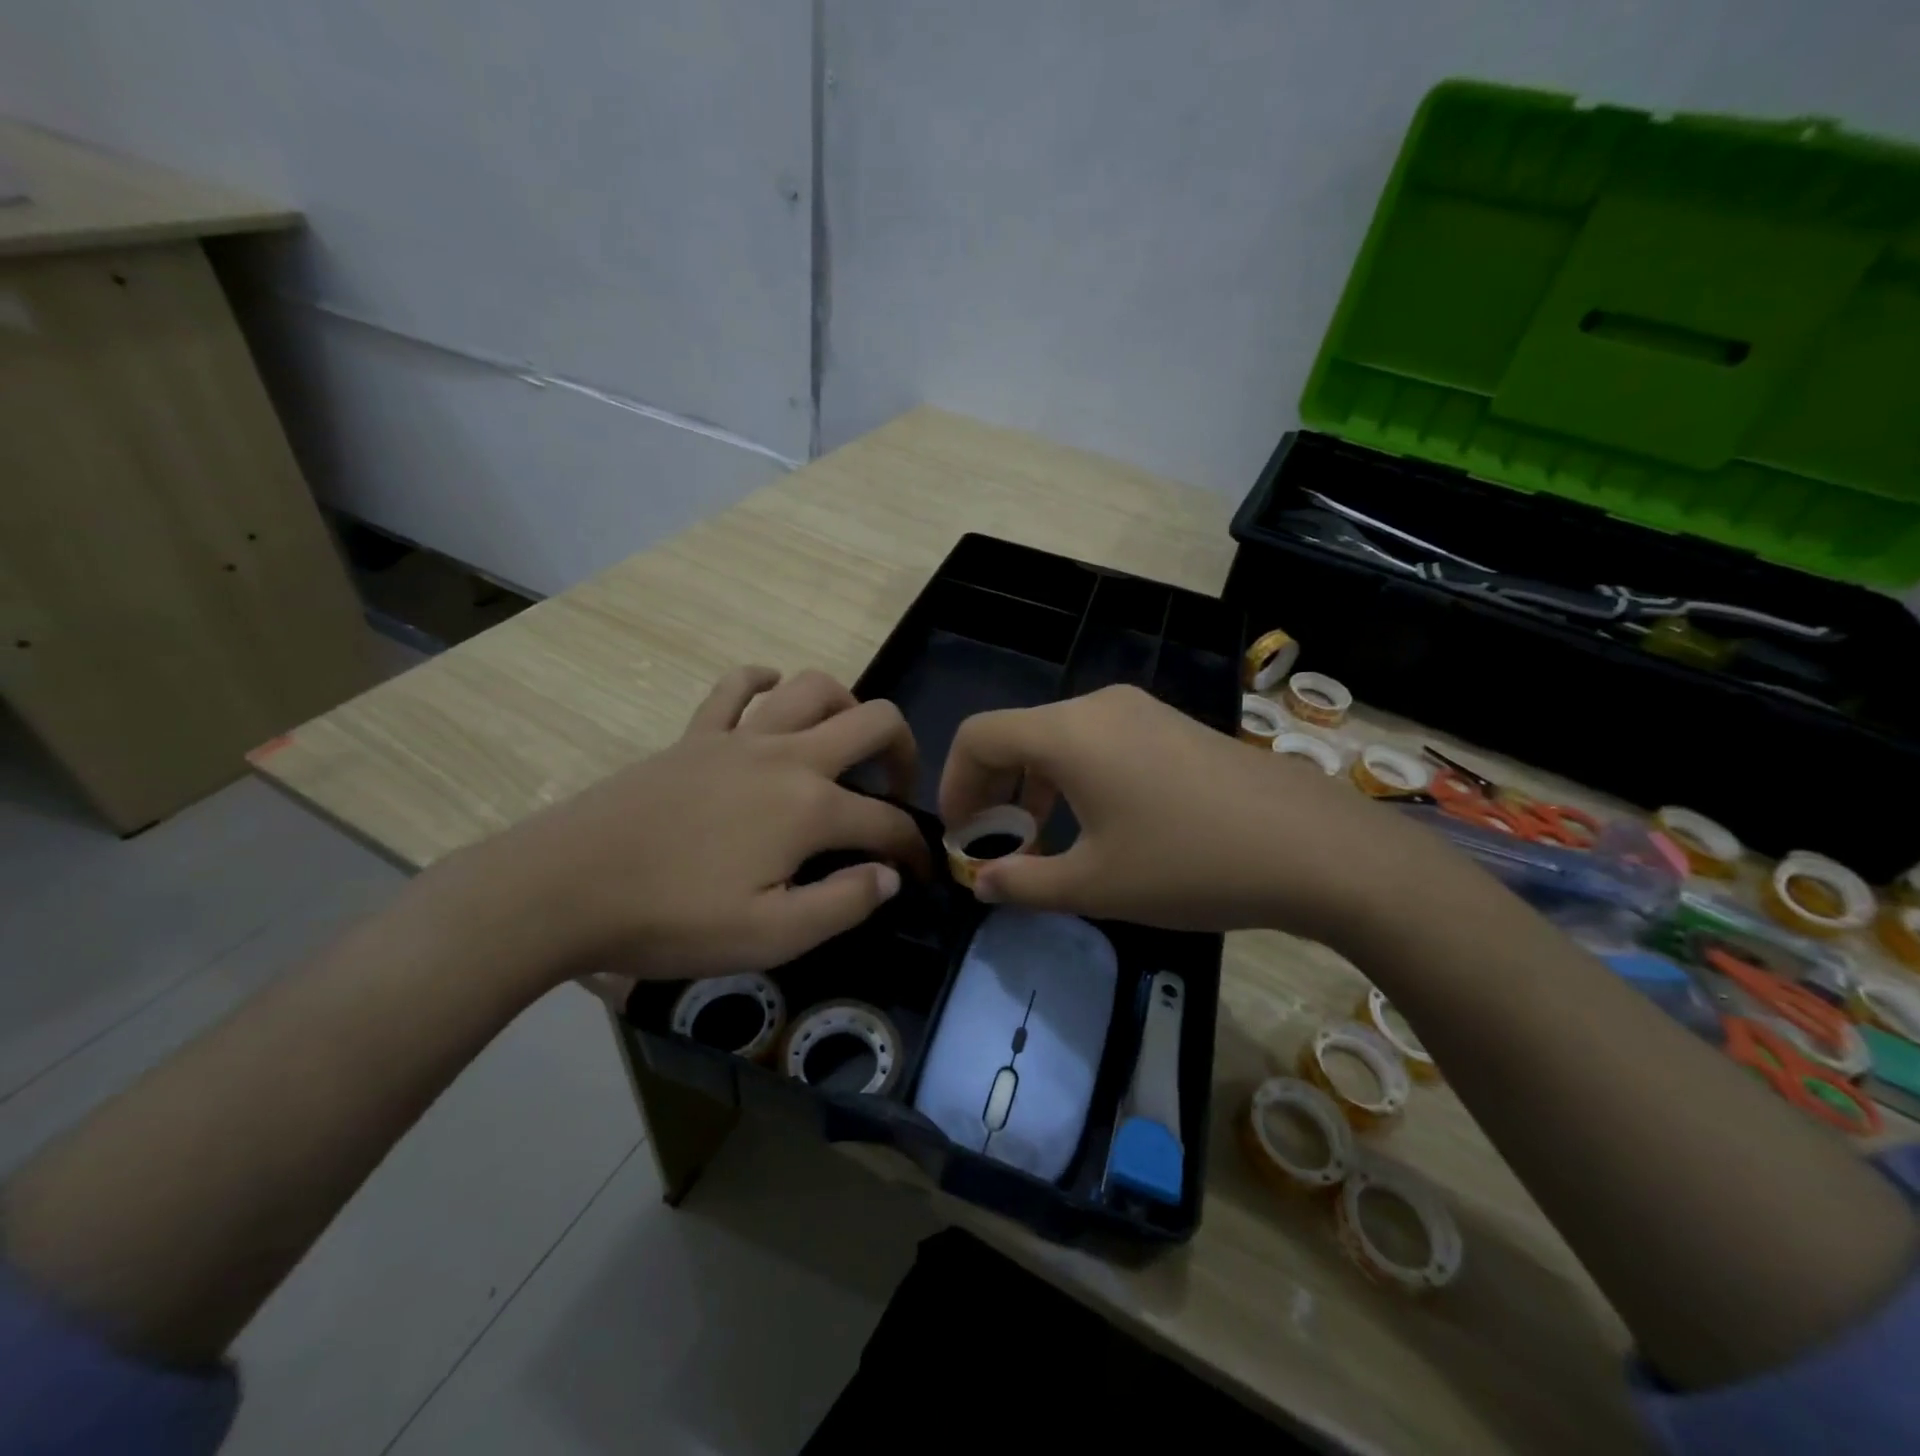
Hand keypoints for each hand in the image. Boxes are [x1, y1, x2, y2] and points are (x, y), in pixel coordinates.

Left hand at [452, 667, 927, 991]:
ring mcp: (738, 737)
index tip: (918, 875)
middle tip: (895, 791)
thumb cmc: (671, 918)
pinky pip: (736, 687)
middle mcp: (787, 756)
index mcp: (810, 808)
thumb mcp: (770, 937)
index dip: (913, 849)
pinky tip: (772, 698)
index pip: (887, 822)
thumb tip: (889, 876)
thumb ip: (843, 904)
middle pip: (873, 722)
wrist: (563, 887)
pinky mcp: (694, 735)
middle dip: (903, 752)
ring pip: (813, 687)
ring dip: (846, 706)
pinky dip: (764, 683)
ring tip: (844, 746)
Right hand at [938, 685, 1424, 941]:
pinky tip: (1099, 825)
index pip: (978, 736)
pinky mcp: (1174, 727)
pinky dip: (1075, 777)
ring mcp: (1142, 711)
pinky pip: (1100, 742)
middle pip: (1017, 734)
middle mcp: (1099, 706)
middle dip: (993, 788)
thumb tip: (980, 884)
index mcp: (1068, 732)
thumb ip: (1024, 884)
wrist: (1316, 848)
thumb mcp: (1095, 885)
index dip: (954, 784)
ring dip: (1035, 785)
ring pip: (1060, 738)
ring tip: (1043, 841)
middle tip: (995, 845)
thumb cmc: (1189, 864)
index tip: (961, 836)